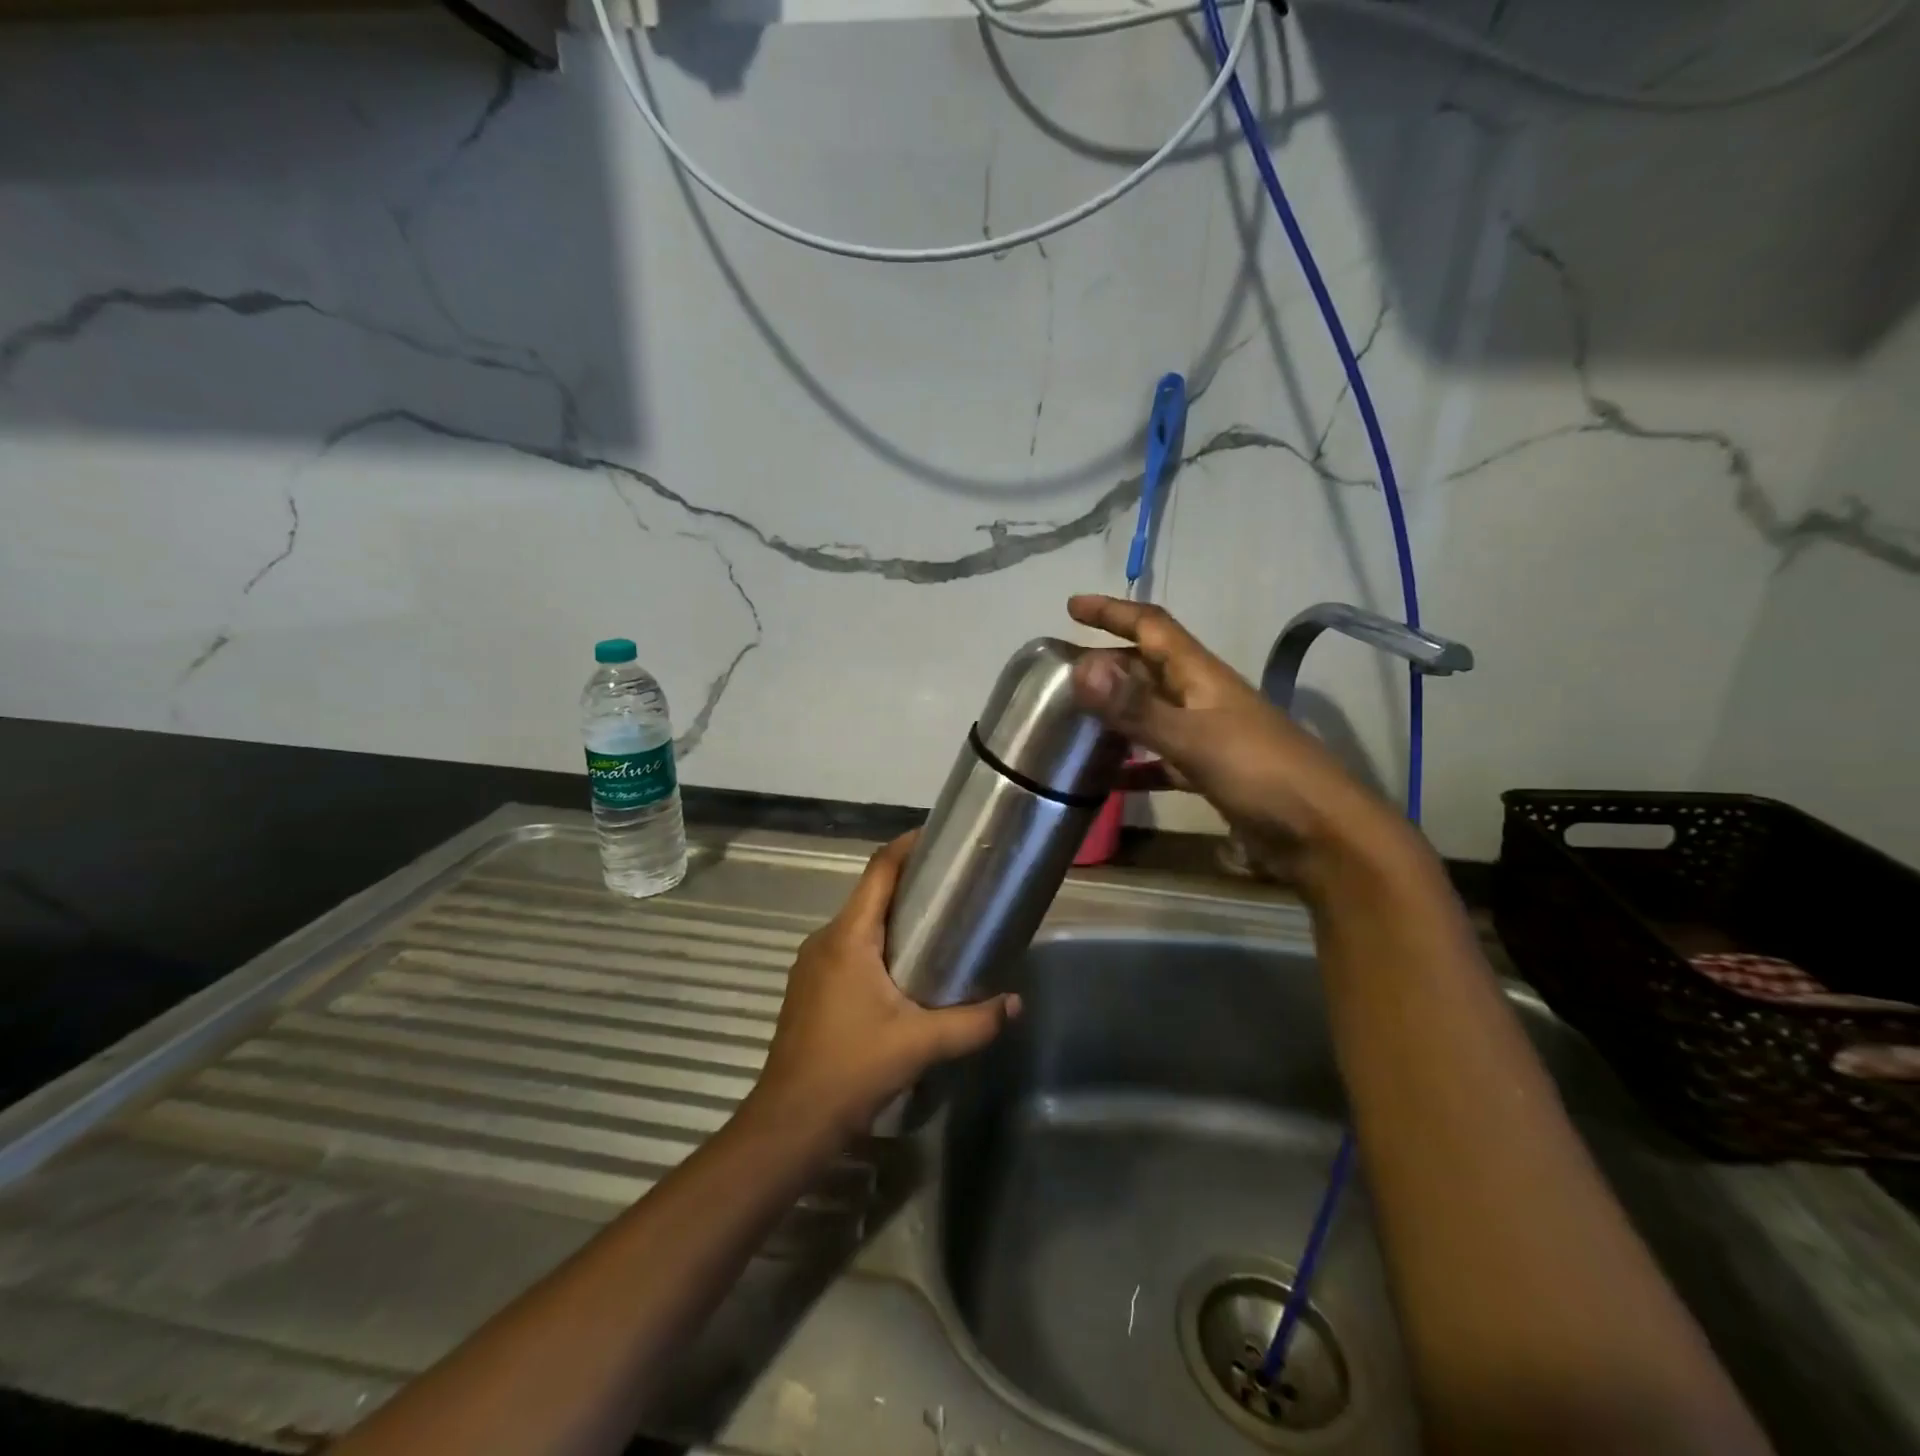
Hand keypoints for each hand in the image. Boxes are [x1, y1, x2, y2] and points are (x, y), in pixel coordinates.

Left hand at [747, 833, 1020, 1142]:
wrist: (790, 1122)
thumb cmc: (852, 1069)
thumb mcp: (921, 1044)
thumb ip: (973, 1022)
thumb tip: (1016, 1004)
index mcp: (849, 937)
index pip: (879, 870)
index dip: (907, 846)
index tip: (940, 838)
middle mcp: (825, 939)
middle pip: (871, 894)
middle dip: (910, 885)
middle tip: (955, 888)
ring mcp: (812, 964)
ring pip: (859, 924)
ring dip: (894, 918)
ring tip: (938, 926)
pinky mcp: (809, 988)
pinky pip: (848, 949)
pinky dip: (877, 944)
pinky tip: (903, 970)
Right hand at [1066, 594, 1407, 880]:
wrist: (1320, 833)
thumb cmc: (1260, 773)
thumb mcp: (1193, 737)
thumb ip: (1136, 706)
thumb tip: (1081, 667)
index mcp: (1201, 676)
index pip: (1152, 626)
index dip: (1113, 612)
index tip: (1073, 606)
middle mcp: (1203, 698)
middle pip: (1149, 667)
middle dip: (1109, 662)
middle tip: (1063, 671)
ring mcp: (1209, 737)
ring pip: (1153, 712)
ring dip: (1118, 711)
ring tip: (1075, 719)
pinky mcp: (1211, 774)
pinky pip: (1160, 760)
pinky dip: (1134, 765)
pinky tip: (1107, 780)